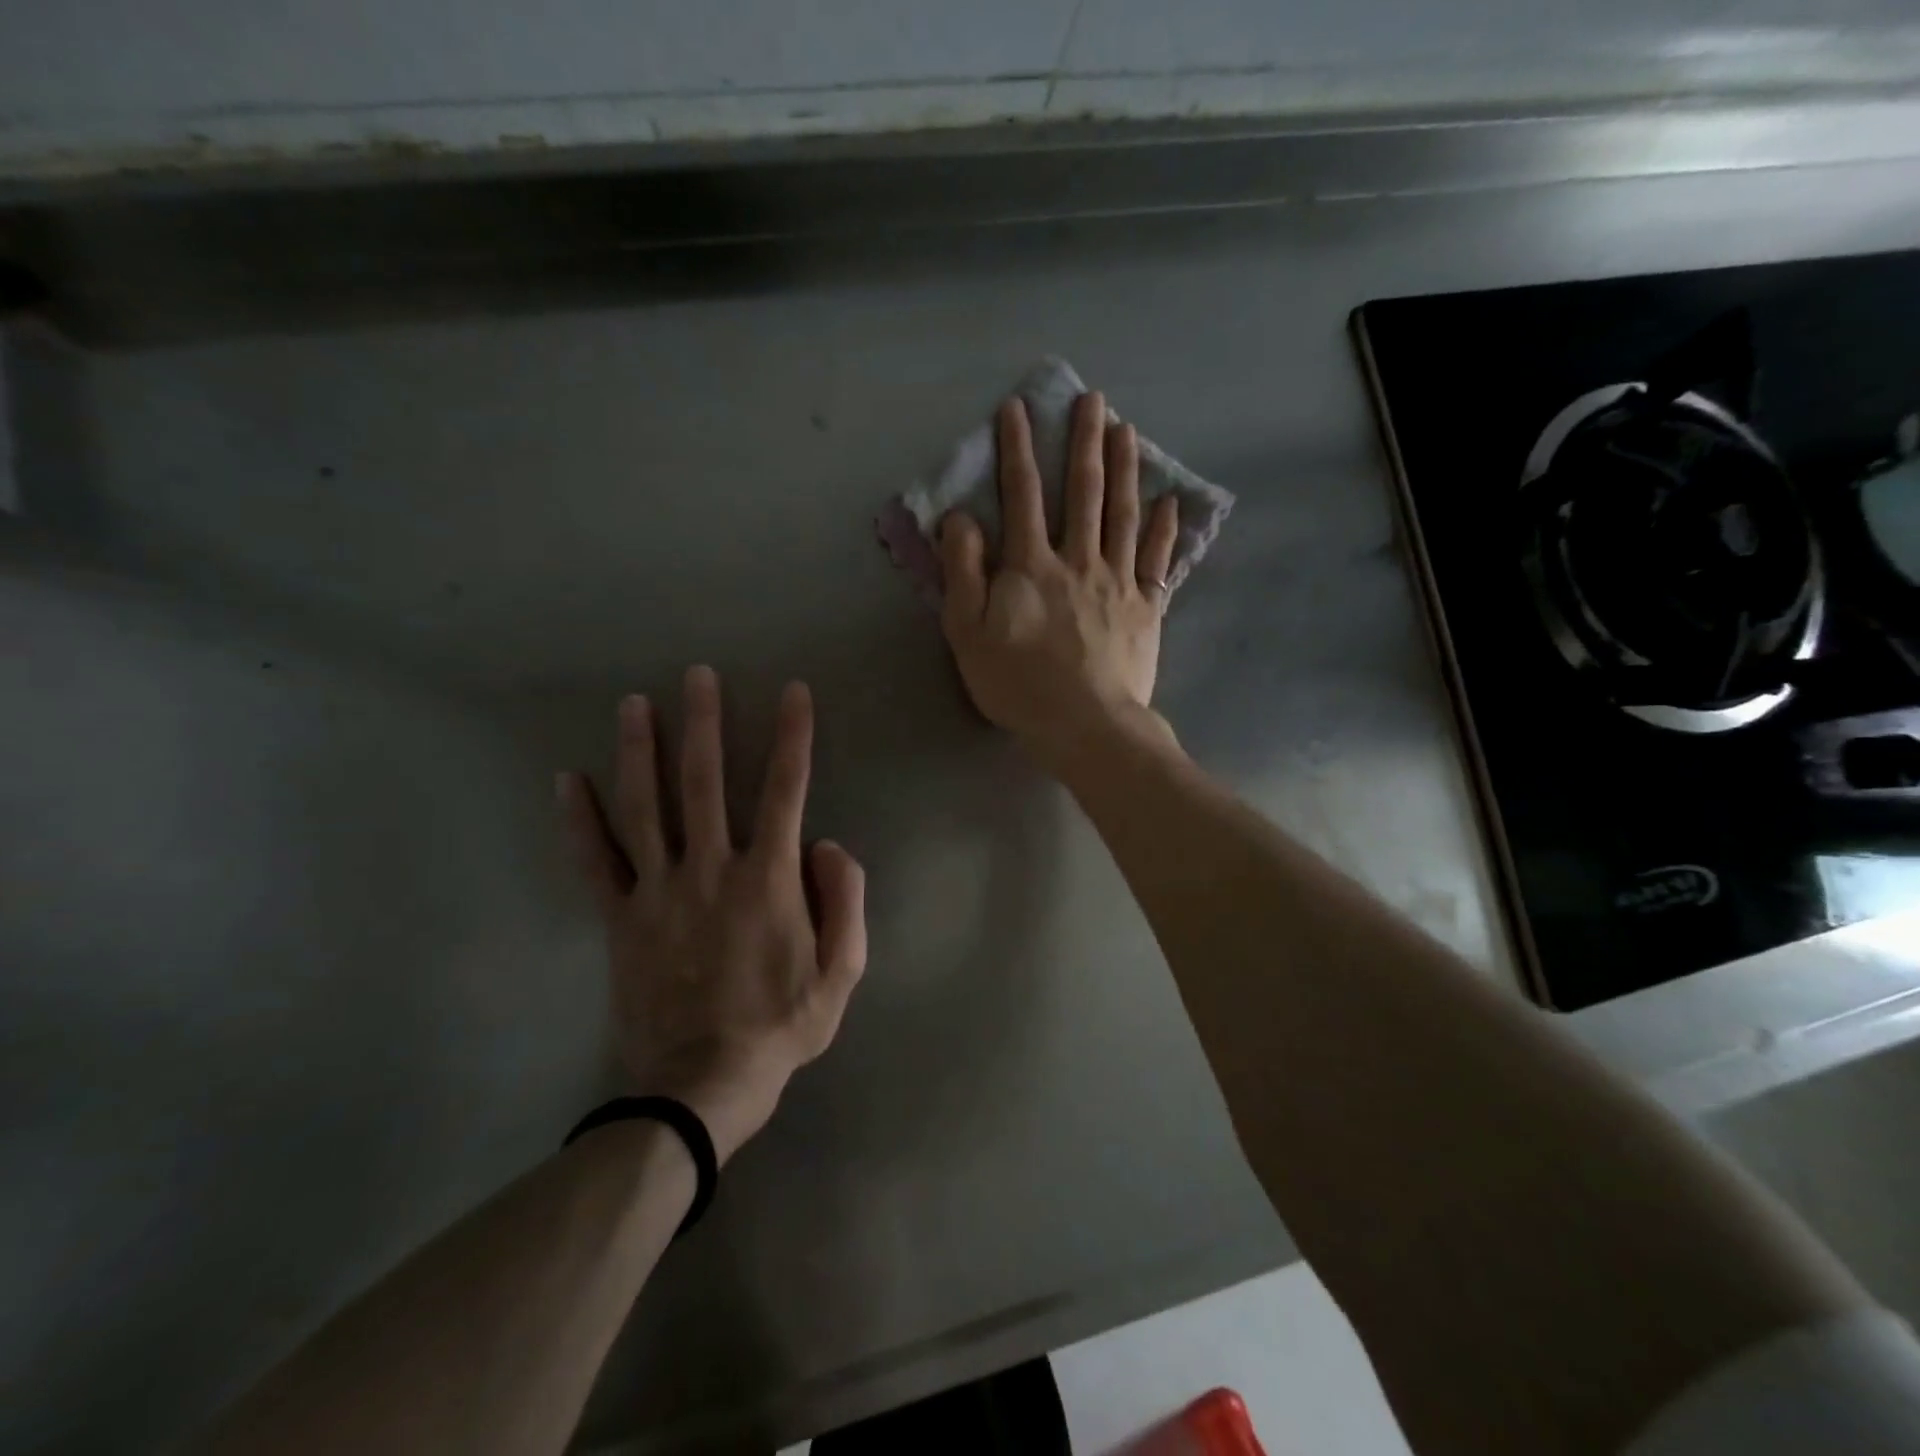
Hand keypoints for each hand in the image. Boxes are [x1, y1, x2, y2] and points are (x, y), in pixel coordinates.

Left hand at [557, 667, 867, 1163]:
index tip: (793, 692)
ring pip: (644, 808)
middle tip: (697, 674)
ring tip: (634, 703)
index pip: (785, 791)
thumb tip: (826, 844)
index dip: (792, 737)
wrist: (702, 1086)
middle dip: (703, 723)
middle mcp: (710, 870)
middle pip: (703, 782)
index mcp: (767, 880)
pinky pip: (595, 862)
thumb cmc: (780, 1026)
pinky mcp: (620, 919)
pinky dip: (578, 820)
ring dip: (639, 751)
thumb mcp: (842, 973)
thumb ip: (845, 902)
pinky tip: (565, 780)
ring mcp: (658, 892)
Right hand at [939, 392, 1180, 759]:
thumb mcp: (968, 632)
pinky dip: (1164, 528)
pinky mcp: (1145, 607)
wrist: (1085, 724)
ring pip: (1122, 514)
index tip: (1018, 409)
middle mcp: (1078, 560)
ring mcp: (1117, 581)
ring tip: (1127, 430)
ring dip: (1124, 468)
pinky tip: (1170, 501)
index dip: (1018, 449)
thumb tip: (961, 518)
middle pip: (1083, 492)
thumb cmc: (1018, 683)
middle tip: (1093, 399)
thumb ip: (963, 572)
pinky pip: (1156, 559)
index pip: (1022, 495)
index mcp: (1031, 566)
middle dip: (1084, 442)